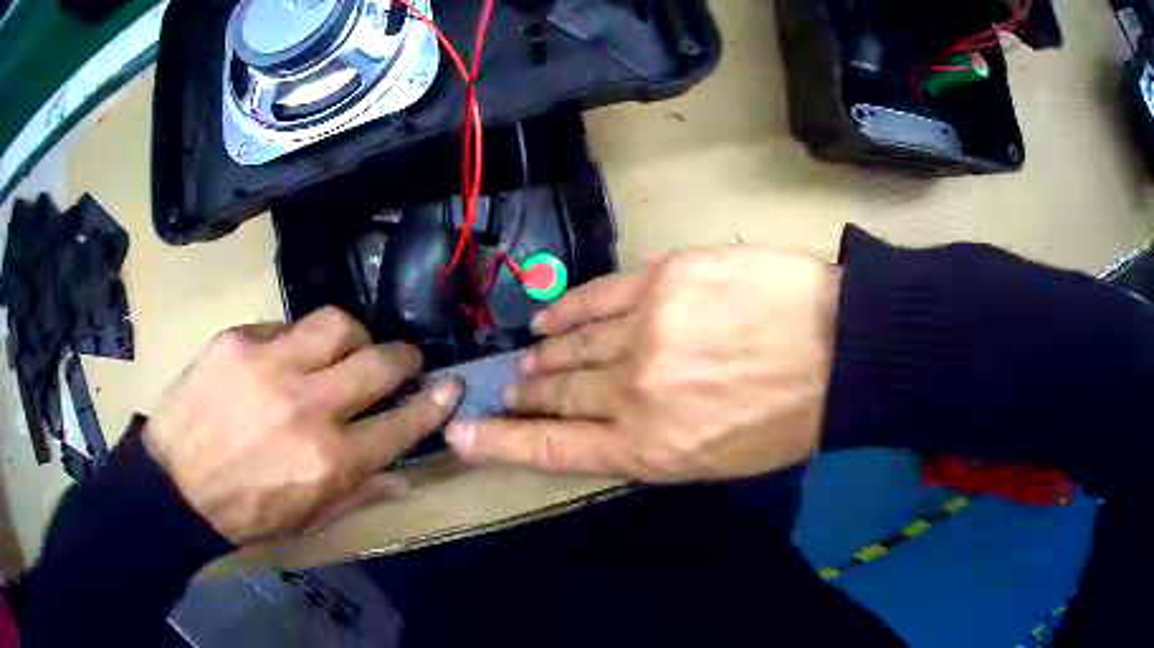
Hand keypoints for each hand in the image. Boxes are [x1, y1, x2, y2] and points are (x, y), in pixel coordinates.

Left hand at [143, 307, 460, 544]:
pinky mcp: (236, 341)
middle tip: (403, 359)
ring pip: (336, 324)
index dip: (432, 403)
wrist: (175, 487)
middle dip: (403, 357)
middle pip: (378, 362)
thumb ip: (359, 490)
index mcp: (328, 461)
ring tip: (345, 347)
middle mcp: (307, 407)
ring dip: (352, 335)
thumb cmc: (246, 514)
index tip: (448, 386)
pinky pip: (283, 325)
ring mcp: (269, 365)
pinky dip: (295, 341)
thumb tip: (403, 472)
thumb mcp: (308, 518)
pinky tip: (284, 358)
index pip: (400, 423)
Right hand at [447, 248, 840, 482]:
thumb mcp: (719, 461)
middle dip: (526, 396)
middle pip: (557, 393)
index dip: (501, 444)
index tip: (463, 435)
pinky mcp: (661, 280)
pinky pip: (596, 297)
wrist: (841, 349)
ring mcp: (643, 330)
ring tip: (527, 359)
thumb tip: (607, 432)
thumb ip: (655, 448)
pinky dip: (566, 309)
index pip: (553, 448)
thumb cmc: (789, 418)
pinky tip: (547, 318)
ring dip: (543, 355)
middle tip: (509, 392)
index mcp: (648, 447)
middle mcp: (632, 391)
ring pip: (570, 345)